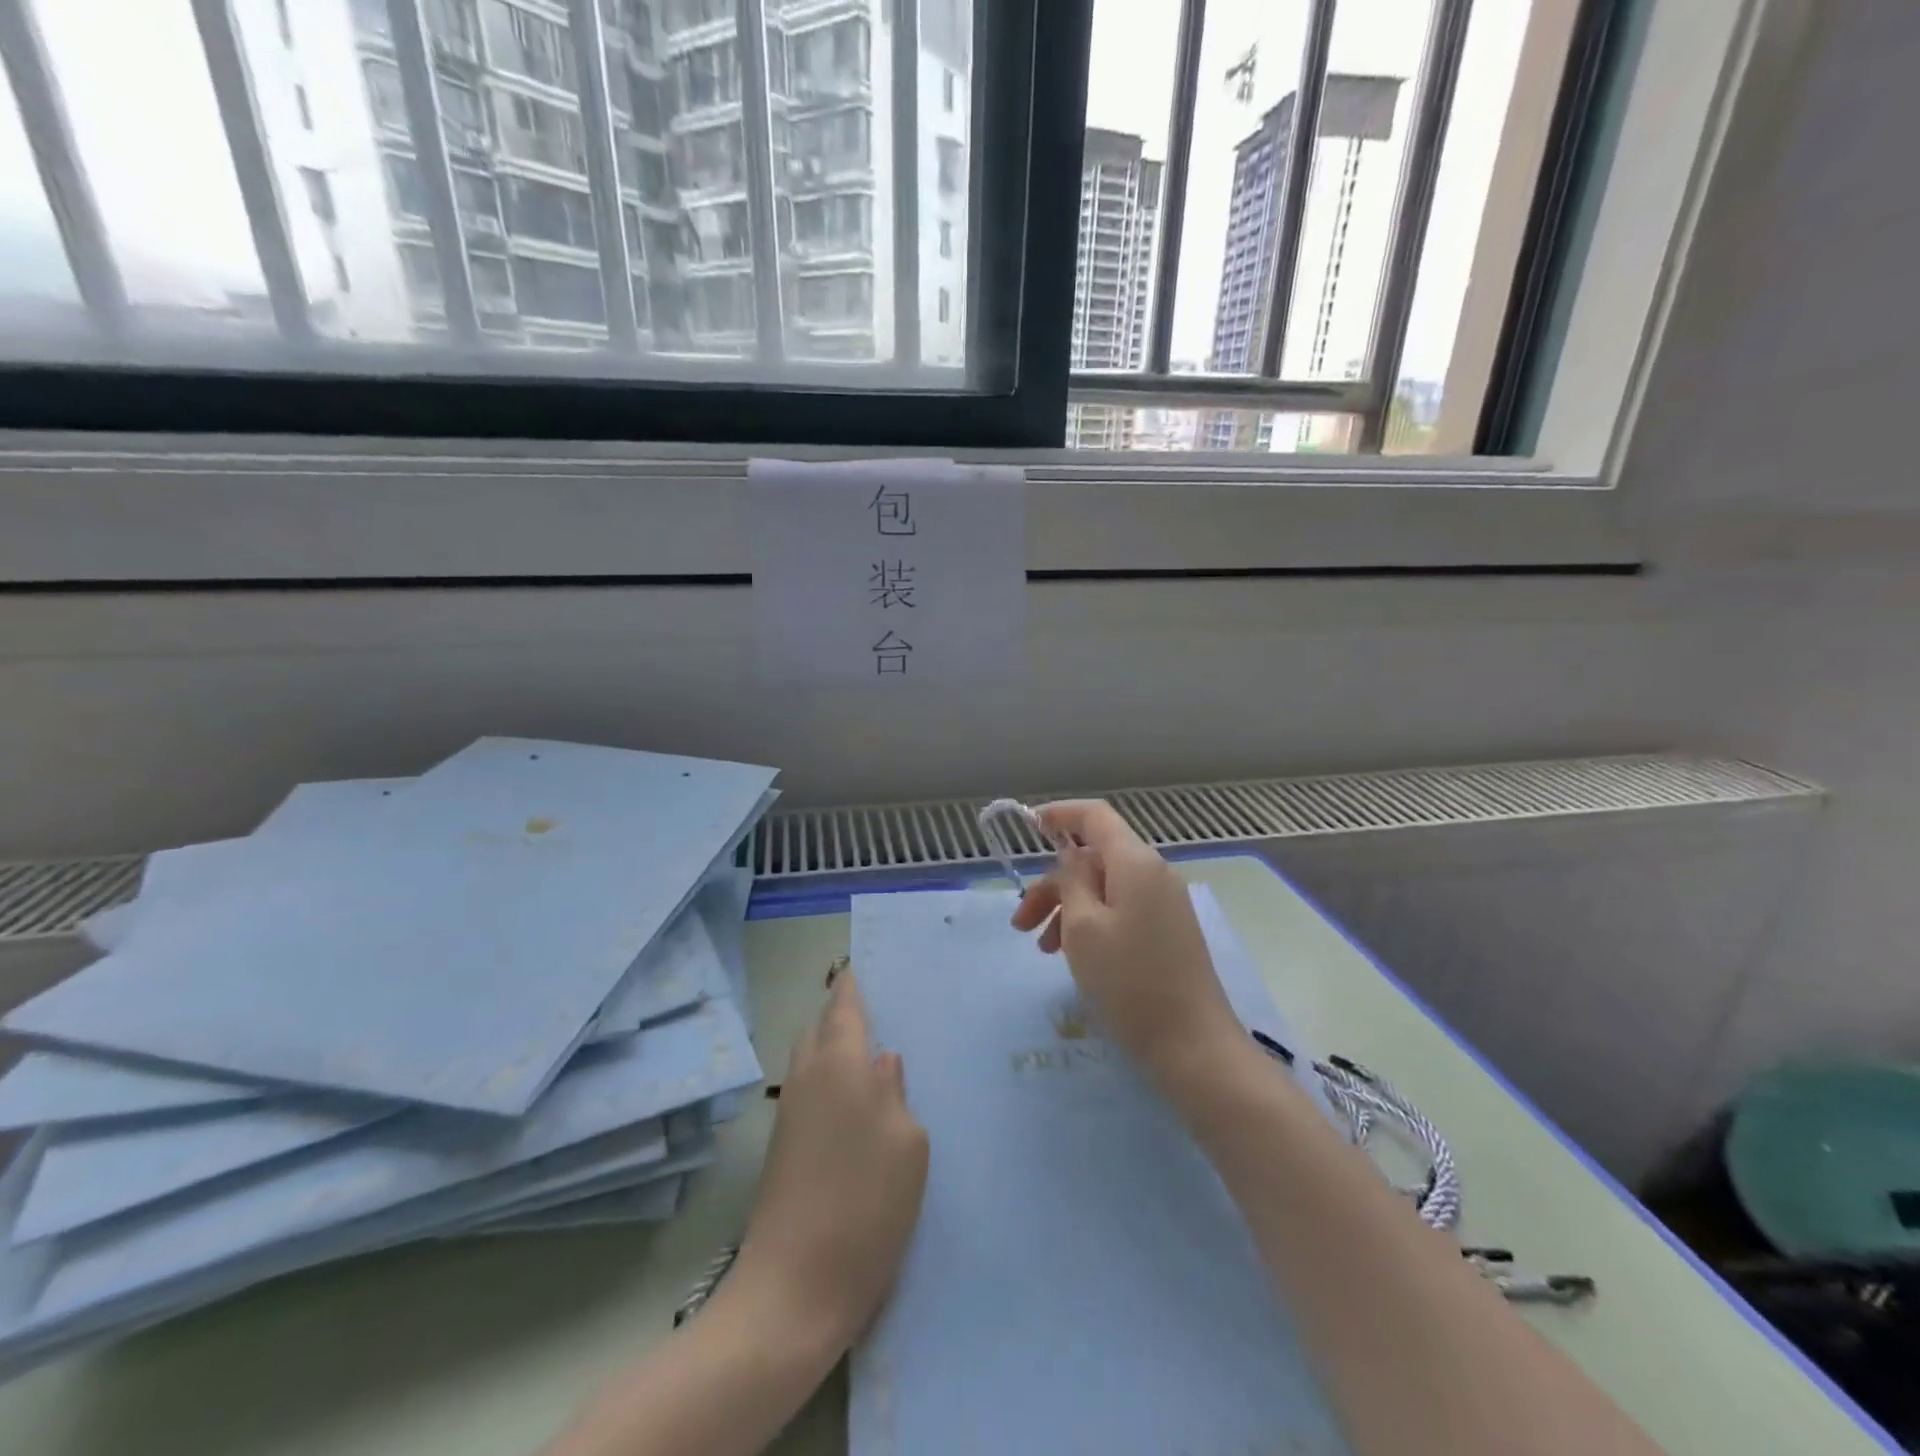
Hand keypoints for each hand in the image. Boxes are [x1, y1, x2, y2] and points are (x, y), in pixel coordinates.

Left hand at [731, 972, 928, 1355]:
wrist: (793, 1289)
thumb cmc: (865, 1205)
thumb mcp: (907, 1144)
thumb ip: (896, 1093)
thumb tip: (882, 1062)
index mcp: (841, 1064)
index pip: (844, 1006)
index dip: (852, 984)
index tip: (860, 965)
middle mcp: (808, 1078)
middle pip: (819, 1028)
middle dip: (840, 1016)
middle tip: (877, 1017)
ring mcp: (789, 1114)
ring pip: (809, 1061)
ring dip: (833, 1051)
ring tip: (870, 1060)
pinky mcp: (781, 1148)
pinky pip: (807, 1091)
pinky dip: (828, 1082)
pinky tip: (853, 1105)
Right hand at [1010, 800, 1243, 1087]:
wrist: (1193, 1045)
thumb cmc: (1129, 981)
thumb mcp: (1084, 927)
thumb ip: (1072, 881)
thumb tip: (1073, 857)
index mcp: (1136, 862)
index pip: (1095, 816)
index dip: (1060, 814)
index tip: (1029, 826)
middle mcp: (1154, 873)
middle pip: (1094, 858)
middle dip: (1053, 884)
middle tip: (1020, 922)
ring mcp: (1164, 903)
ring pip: (1104, 888)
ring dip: (1067, 909)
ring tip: (1042, 949)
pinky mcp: (1167, 931)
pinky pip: (1120, 910)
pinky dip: (1091, 923)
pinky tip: (1073, 956)